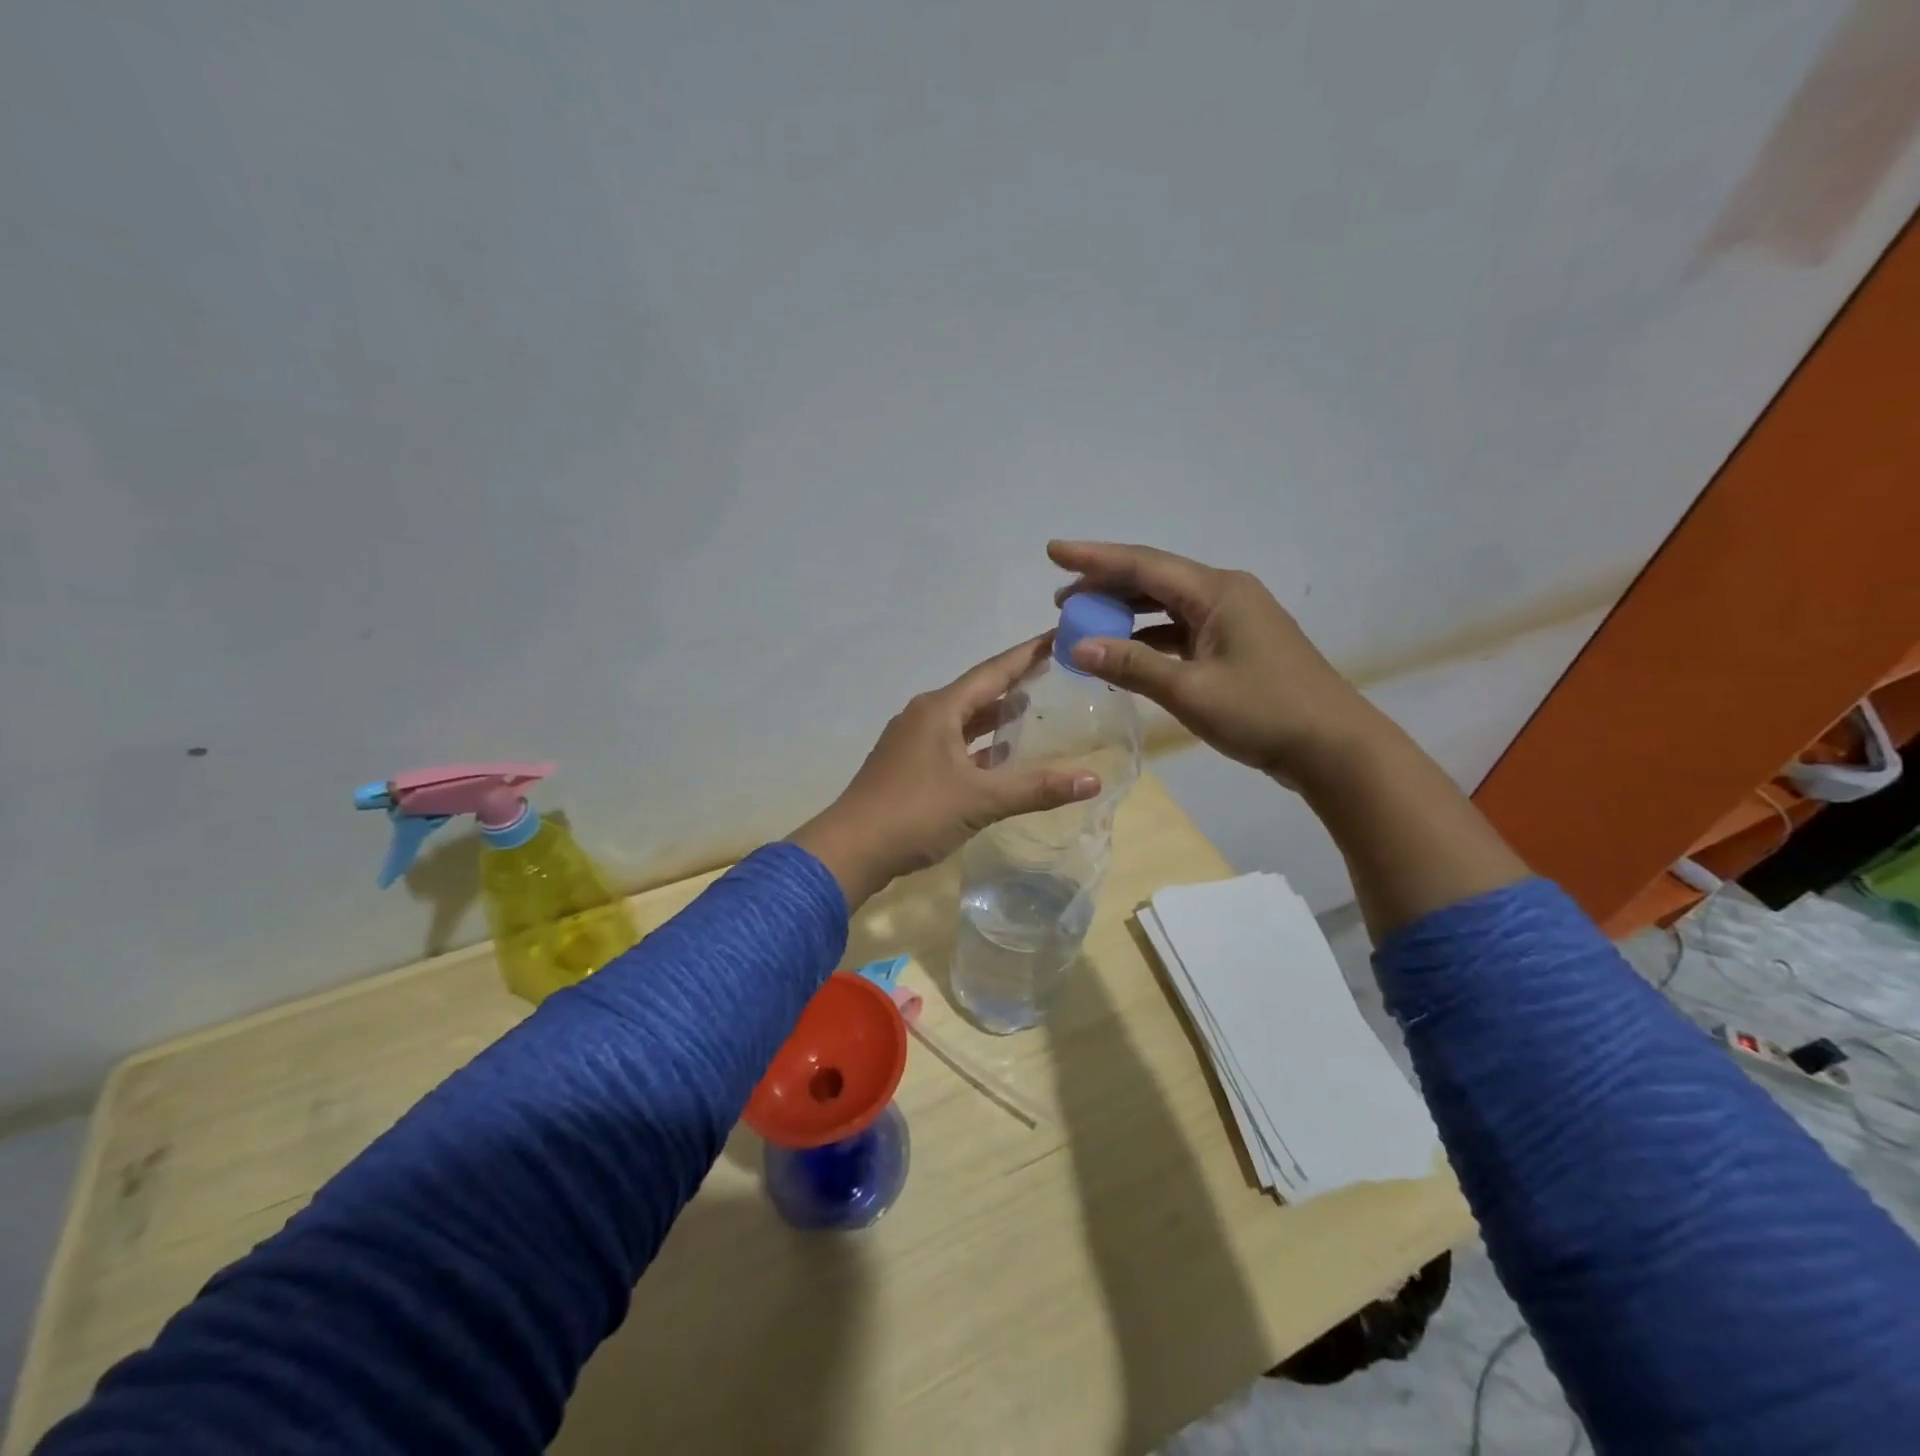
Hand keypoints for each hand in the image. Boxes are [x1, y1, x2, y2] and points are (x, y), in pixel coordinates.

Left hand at [790, 636, 1102, 907]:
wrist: (850, 850)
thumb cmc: (915, 813)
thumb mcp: (980, 800)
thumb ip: (1036, 788)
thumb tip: (1093, 779)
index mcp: (939, 710)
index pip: (993, 671)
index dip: (1027, 654)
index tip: (1058, 635)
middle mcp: (924, 716)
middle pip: (977, 692)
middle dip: (1014, 682)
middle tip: (1054, 673)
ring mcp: (912, 742)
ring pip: (963, 721)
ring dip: (995, 716)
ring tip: (1032, 709)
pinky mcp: (908, 767)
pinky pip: (952, 745)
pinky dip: (978, 746)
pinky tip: (998, 758)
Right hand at [1048, 540, 1386, 787]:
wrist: (1334, 746)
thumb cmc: (1263, 712)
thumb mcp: (1190, 691)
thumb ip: (1131, 665)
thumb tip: (1076, 647)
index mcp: (1217, 592)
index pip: (1143, 564)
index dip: (1094, 557)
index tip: (1053, 551)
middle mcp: (1225, 594)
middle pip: (1154, 579)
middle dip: (1105, 585)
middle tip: (1061, 599)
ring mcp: (1234, 620)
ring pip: (1167, 606)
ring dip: (1125, 614)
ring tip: (1084, 624)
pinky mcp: (1237, 646)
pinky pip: (1181, 630)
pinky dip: (1149, 639)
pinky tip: (1124, 654)